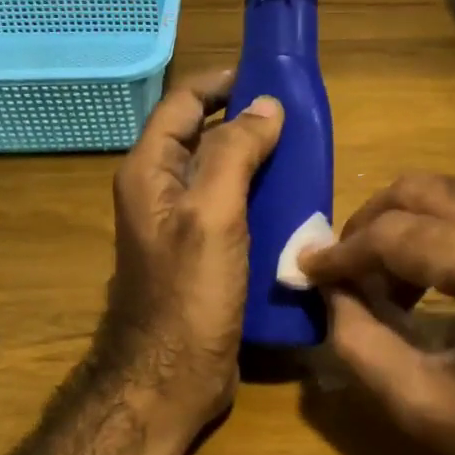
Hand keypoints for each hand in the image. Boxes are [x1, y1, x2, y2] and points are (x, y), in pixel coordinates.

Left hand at [100, 69, 283, 434]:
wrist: (170, 378)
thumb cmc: (188, 294)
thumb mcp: (212, 214)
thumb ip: (235, 153)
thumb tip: (265, 105)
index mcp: (150, 172)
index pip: (181, 104)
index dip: (220, 83)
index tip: (267, 76)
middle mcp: (160, 193)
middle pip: (202, 138)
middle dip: (246, 123)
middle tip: (297, 120)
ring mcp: (181, 227)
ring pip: (221, 177)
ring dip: (258, 163)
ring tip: (304, 157)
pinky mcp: (203, 257)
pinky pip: (232, 213)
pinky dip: (260, 201)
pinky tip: (294, 205)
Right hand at [301, 174, 454, 454]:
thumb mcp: (421, 406)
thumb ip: (359, 342)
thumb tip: (330, 291)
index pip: (398, 234)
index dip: (343, 252)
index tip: (306, 272)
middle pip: (423, 191)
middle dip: (369, 224)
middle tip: (340, 269)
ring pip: (449, 193)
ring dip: (402, 226)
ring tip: (377, 281)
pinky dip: (435, 231)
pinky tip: (420, 277)